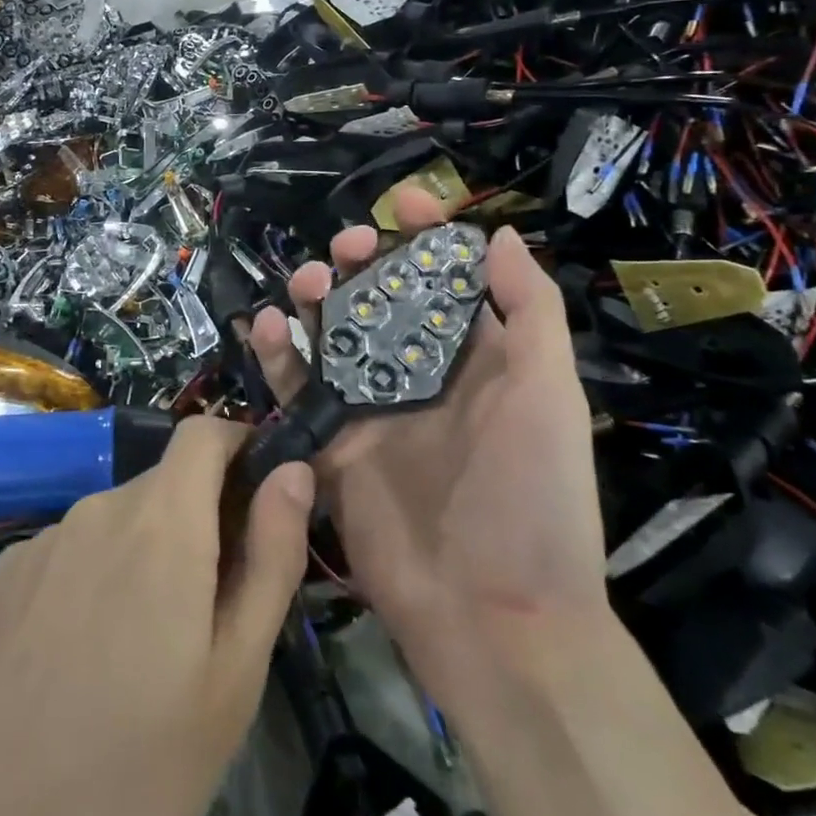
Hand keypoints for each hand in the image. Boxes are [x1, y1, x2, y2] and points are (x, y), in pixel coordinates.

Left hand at [0, 418, 315, 815]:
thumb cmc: (140, 768)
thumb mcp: (235, 674)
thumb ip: (271, 556)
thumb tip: (294, 471)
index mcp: (161, 521)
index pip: (203, 433)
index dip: (237, 447)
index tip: (257, 496)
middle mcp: (99, 507)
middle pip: (164, 483)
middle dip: (197, 521)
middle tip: (206, 610)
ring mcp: (44, 537)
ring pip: (117, 520)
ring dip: (144, 553)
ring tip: (141, 647)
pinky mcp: (5, 571)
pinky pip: (71, 549)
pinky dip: (94, 574)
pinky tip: (81, 655)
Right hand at [248, 188, 607, 702]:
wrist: (492, 614)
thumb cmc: (531, 492)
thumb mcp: (549, 392)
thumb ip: (530, 309)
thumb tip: (497, 234)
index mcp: (472, 357)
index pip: (444, 278)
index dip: (426, 234)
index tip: (405, 201)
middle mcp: (417, 373)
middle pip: (377, 297)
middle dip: (361, 260)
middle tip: (348, 248)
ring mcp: (369, 407)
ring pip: (329, 331)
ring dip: (313, 296)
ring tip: (307, 283)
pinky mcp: (329, 441)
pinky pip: (294, 385)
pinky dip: (275, 351)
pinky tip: (266, 324)